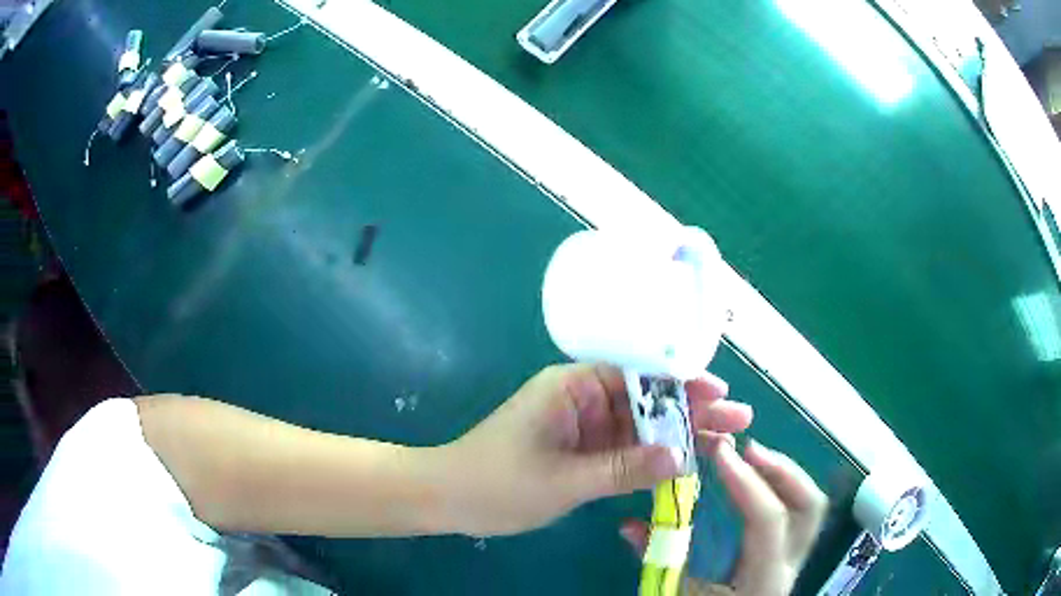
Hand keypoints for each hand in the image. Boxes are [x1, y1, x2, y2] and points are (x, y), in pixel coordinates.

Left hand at [429, 363, 752, 535]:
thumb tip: (680, 457)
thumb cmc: (497, 482)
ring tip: (725, 442)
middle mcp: (582, 400)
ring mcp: (582, 428)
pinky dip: (652, 459)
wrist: (447, 498)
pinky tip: (684, 464)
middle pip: (647, 401)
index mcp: (573, 387)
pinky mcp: (580, 453)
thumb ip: (623, 469)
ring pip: (640, 428)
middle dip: (692, 411)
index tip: (720, 394)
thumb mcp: (564, 479)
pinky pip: (624, 451)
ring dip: (679, 437)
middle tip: (739, 420)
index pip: (639, 376)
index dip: (682, 385)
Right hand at [621, 439, 827, 595]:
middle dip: (782, 470)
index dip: (746, 483)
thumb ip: (660, 560)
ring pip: (810, 506)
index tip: (720, 453)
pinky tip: (757, 482)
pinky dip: (783, 487)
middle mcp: (790, 566)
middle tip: (747, 450)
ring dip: (785, 474)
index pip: (768, 521)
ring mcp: (795, 559)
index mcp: (763, 580)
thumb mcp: (679, 594)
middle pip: (809, 506)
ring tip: (753, 458)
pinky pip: (799, 511)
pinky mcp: (790, 554)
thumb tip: (628, 525)